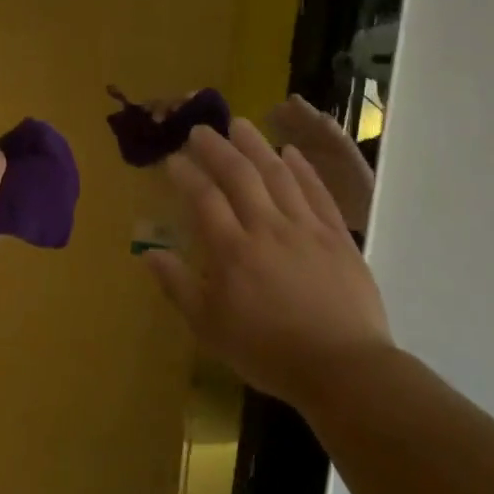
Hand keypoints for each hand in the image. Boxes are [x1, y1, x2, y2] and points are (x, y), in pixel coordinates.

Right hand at [143, 119, 392, 410]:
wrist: (342, 367)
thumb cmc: (268, 352)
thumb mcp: (210, 329)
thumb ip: (179, 287)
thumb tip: (150, 254)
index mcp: (232, 252)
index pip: (204, 200)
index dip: (186, 175)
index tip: (173, 159)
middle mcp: (267, 229)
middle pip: (240, 176)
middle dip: (217, 149)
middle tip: (201, 130)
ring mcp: (306, 229)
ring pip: (278, 175)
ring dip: (257, 146)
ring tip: (240, 125)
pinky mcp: (337, 236)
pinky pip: (317, 192)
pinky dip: (302, 169)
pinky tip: (291, 152)